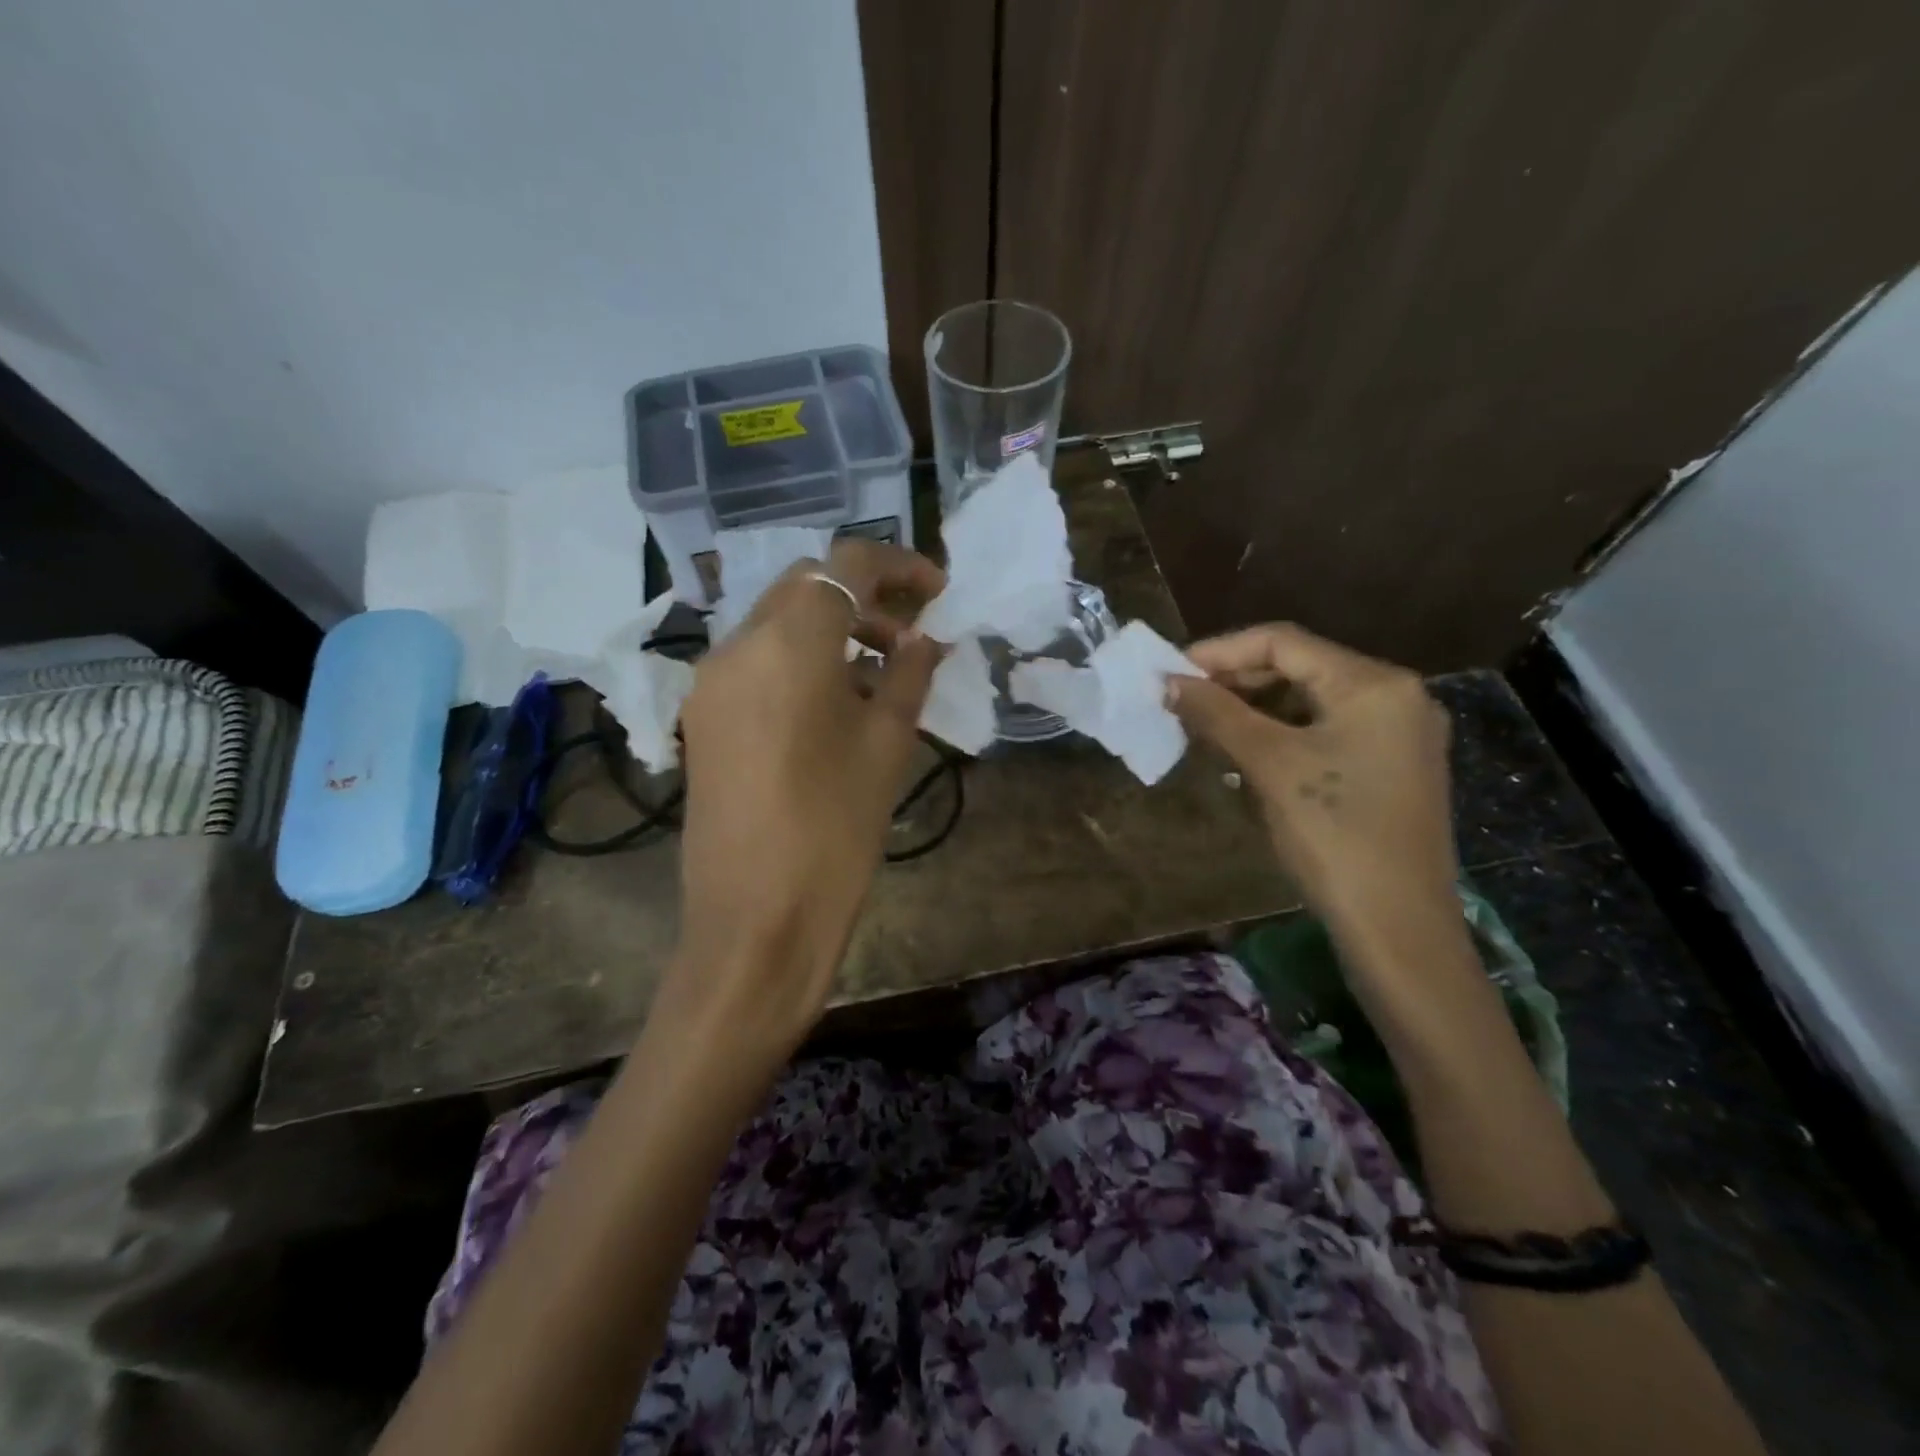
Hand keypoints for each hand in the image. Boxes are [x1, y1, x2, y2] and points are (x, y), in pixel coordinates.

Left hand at [667, 539, 944, 1059]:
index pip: (845, 565)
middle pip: (805, 586)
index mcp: (790, 643)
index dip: (898, 566)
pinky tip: (832, 702)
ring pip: (777, 621)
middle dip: (862, 596)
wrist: (757, 918)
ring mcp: (711, 681)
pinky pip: (756, 661)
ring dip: (830, 627)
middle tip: (911, 632)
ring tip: (880, 671)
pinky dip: (799, 659)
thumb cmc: (836, 828)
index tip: (936, 591)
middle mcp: (738, 645)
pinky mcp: (702, 716)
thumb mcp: (887, 744)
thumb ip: (909, 675)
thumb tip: (922, 640)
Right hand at [1168, 623, 1456, 944]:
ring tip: (1206, 729)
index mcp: (1373, 684)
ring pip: (1310, 701)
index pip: (1283, 642)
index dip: (1220, 652)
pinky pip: (1326, 732)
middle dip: (1236, 682)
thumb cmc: (1333, 835)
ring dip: (1254, 710)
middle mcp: (1395, 696)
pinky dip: (1281, 735)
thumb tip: (1168, 681)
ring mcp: (1398, 734)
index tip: (1171, 673)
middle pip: (1299, 667)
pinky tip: (1245, 757)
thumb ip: (1217, 714)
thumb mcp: (1270, 765)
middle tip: (1183, 702)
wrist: (1397, 927)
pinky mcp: (1391, 767)